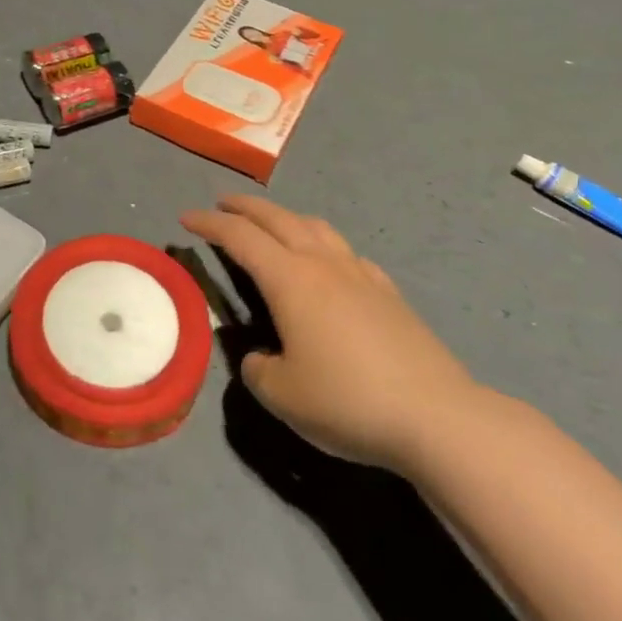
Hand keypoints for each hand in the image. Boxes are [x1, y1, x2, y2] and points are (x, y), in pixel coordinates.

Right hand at [180, 195, 480, 472]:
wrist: (436, 417)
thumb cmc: (348, 401)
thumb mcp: (282, 395)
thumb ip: (258, 370)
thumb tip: (261, 357)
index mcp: (290, 279)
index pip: (239, 237)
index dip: (209, 223)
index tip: (185, 218)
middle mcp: (322, 264)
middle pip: (277, 219)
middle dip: (244, 207)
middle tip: (221, 204)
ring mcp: (360, 274)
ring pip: (315, 227)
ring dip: (285, 217)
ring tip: (271, 224)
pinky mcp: (388, 293)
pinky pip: (347, 253)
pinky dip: (323, 244)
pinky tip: (328, 263)